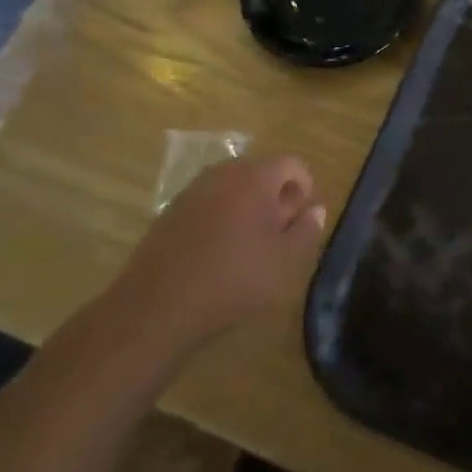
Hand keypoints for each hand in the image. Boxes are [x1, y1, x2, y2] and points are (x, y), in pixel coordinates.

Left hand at [86, 155, 326, 389]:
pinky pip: (209, 204)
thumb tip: (316, 209)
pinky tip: (218, 255)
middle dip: (276, 199)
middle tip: (280, 237)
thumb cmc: (231, 279)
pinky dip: (222, 220)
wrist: (155, 307)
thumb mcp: (283, 262)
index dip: (305, 187)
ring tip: (250, 249)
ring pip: (234, 189)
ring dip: (248, 209)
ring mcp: (193, 190)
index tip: (304, 219)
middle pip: (262, 173)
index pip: (292, 164)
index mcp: (255, 176)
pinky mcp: (171, 212)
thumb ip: (306, 231)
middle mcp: (224, 172)